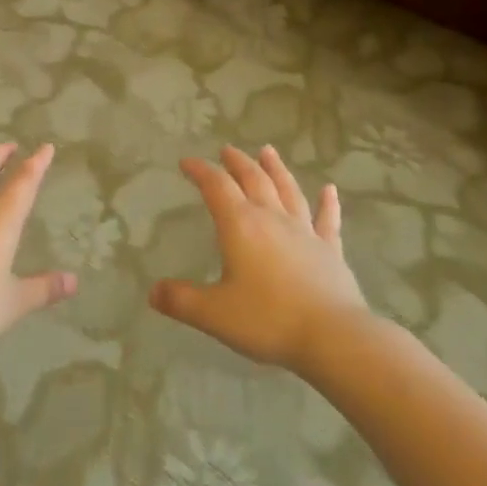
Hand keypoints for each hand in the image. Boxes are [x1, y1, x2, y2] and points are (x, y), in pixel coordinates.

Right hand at [150, 144, 371, 375]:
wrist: (333, 337)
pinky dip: (328, 203)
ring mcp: (305, 232)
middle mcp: (272, 218)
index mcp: (241, 225)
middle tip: (227, 149)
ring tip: (268, 151)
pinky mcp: (330, 251)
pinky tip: (330, 190)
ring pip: (288, 190)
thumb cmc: (268, 320)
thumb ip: (181, 300)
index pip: (216, 186)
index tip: (187, 162)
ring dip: (276, 169)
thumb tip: (153, 292)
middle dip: (237, 162)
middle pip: (253, 179)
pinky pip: (328, 220)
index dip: (200, 171)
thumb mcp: (214, 314)